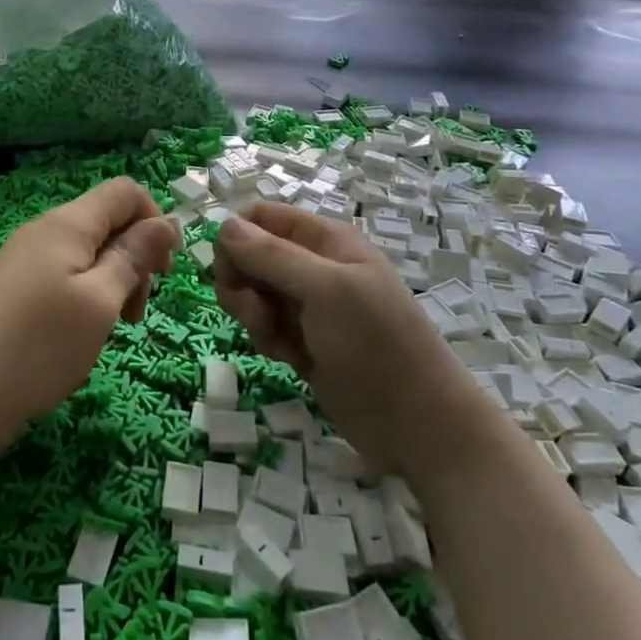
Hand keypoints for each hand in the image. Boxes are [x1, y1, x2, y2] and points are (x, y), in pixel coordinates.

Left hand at [0, 178, 180, 453]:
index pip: (126, 191)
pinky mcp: (14, 288)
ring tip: (113, 329)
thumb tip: (167, 221)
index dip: (155, 221)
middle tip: (136, 312)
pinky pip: (65, 276)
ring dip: (113, 283)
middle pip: (108, 223)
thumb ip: (134, 256)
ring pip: (88, 253)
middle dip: (135, 258)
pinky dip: (87, 297)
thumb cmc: (39, 345)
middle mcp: (44, 230)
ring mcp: (25, 259)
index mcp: (67, 223)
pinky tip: (82, 335)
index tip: (164, 271)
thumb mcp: (100, 300)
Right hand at [214, 202, 450, 466]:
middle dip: (242, 283)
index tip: (228, 270)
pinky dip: (269, 340)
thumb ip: (271, 255)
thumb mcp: (324, 289)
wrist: (417, 422)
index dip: (238, 237)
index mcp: (325, 240)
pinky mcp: (305, 342)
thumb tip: (223, 225)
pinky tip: (290, 359)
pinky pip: (267, 327)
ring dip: (254, 316)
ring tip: (279, 342)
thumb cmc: (374, 344)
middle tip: (256, 312)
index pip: (262, 216)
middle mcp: (315, 266)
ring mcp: (310, 306)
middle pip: (251, 255)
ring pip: (254, 294)